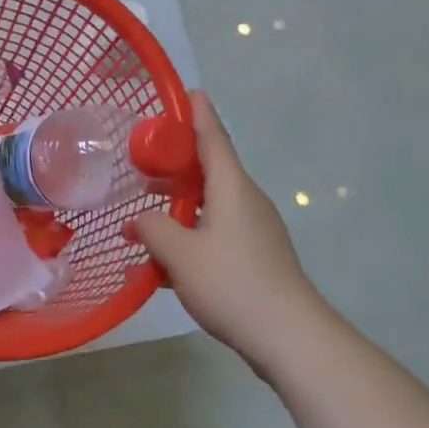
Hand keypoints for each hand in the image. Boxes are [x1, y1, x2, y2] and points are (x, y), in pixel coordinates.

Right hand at [136, 92, 329, 373]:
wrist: (290, 336)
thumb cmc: (233, 283)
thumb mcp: (180, 254)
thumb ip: (152, 229)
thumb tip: (138, 221)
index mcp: (232, 185)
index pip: (213, 136)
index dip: (197, 112)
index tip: (186, 91)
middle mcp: (246, 198)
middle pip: (210, 167)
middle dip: (177, 161)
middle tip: (143, 158)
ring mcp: (255, 227)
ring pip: (212, 200)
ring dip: (181, 200)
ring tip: (146, 208)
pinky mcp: (257, 254)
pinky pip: (219, 227)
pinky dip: (193, 229)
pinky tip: (168, 256)